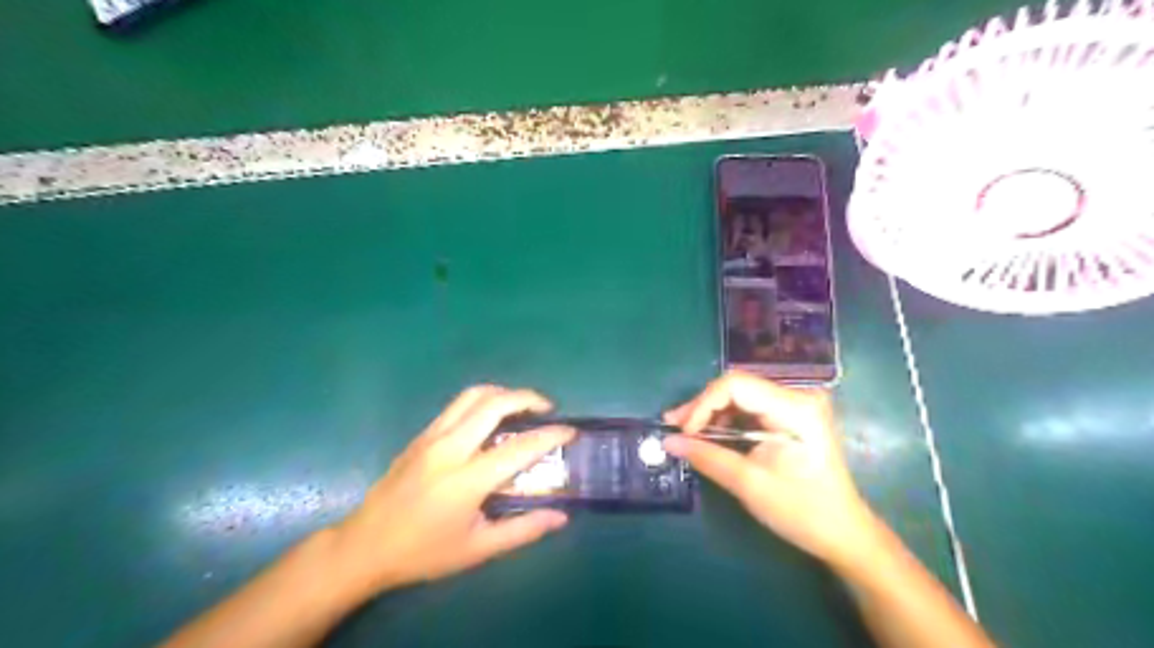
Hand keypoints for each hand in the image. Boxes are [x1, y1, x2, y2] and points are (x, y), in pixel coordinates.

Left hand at [335, 388, 572, 593]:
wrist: (364, 546)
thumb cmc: (423, 552)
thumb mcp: (477, 549)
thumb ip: (523, 530)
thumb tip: (561, 517)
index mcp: (466, 479)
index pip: (519, 447)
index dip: (550, 436)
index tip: (570, 432)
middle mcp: (449, 448)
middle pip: (494, 403)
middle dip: (528, 397)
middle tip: (548, 409)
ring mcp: (431, 436)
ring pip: (473, 395)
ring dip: (504, 393)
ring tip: (522, 406)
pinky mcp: (421, 435)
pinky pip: (457, 405)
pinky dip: (483, 401)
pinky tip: (491, 419)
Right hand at [662, 373, 880, 568]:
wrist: (843, 533)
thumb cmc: (801, 510)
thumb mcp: (749, 483)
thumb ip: (707, 456)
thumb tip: (667, 441)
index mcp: (794, 408)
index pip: (736, 385)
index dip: (703, 404)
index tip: (683, 431)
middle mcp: (797, 396)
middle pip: (737, 386)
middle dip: (702, 407)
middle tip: (673, 428)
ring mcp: (796, 404)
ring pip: (740, 395)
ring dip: (711, 413)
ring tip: (685, 432)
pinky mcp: (791, 415)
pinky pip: (750, 407)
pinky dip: (726, 419)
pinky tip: (709, 434)